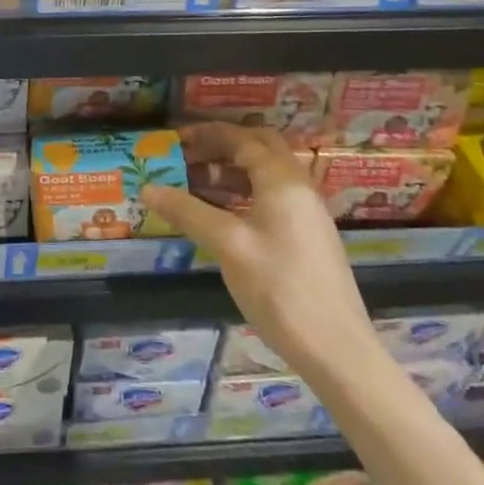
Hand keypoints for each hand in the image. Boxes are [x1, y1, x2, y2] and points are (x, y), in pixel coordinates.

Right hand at [144, 124, 378, 380]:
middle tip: (188, 156)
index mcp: (282, 180)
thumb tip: (147, 188)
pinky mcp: (307, 237)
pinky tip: (220, 215)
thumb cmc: (279, 287)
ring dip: (231, 171)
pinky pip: (271, 198)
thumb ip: (187, 211)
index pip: (242, 139)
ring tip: (194, 184)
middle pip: (259, 149)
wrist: (336, 350)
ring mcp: (307, 213)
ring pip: (265, 175)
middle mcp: (298, 187)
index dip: (206, 134)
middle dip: (222, 146)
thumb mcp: (227, 245)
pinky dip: (243, 194)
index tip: (175, 139)